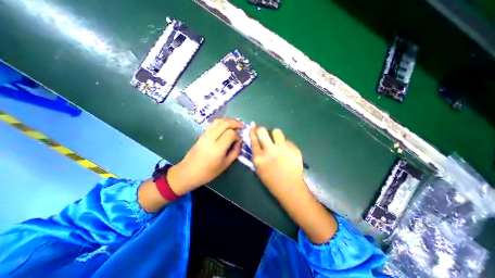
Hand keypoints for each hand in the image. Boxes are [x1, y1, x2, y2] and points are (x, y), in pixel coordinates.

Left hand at [166, 119, 243, 194]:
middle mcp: (210, 138)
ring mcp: (205, 135)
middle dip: (235, 122)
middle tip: (242, 126)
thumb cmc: (207, 172)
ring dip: (228, 121)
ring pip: (218, 121)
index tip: (239, 141)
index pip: (231, 133)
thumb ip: (235, 152)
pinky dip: (222, 122)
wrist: (187, 172)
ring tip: (235, 125)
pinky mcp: (202, 134)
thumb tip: (239, 142)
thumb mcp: (225, 165)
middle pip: (225, 123)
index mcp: (217, 148)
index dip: (238, 136)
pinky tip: (226, 127)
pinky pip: (213, 124)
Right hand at [251, 125, 305, 196]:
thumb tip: (257, 141)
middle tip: (264, 133)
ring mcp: (283, 149)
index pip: (253, 139)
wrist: (289, 187)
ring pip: (277, 131)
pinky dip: (285, 143)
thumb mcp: (259, 168)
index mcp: (259, 157)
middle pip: (263, 131)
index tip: (253, 124)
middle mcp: (270, 150)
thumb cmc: (271, 180)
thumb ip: (257, 154)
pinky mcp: (293, 149)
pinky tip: (287, 151)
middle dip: (262, 130)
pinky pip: (287, 140)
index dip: (253, 130)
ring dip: (275, 135)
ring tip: (277, 141)